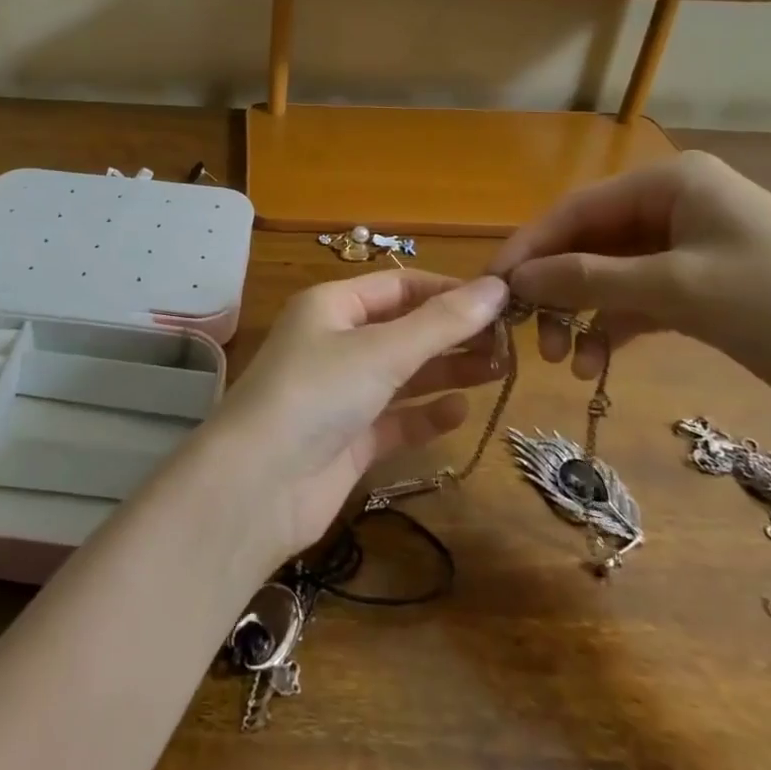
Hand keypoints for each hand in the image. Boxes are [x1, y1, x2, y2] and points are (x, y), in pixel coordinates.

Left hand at [201, 270, 508, 558]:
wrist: (259, 484)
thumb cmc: (317, 394)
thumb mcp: (382, 351)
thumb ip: (442, 323)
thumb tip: (497, 287)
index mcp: (331, 306)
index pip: (398, 285)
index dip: (448, 290)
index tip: (503, 302)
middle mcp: (334, 343)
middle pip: (403, 329)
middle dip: (453, 333)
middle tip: (511, 343)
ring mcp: (340, 393)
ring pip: (403, 374)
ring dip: (446, 371)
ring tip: (500, 370)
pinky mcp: (348, 439)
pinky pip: (395, 419)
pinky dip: (425, 415)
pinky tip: (460, 412)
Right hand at [489, 151, 770, 427]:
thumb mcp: (675, 288)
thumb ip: (586, 280)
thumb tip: (515, 279)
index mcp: (670, 183)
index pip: (575, 210)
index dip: (530, 248)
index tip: (495, 288)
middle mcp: (675, 207)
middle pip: (589, 244)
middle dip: (557, 289)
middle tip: (530, 335)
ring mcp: (690, 249)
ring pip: (609, 276)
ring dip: (582, 315)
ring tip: (564, 360)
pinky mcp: (704, 290)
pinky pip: (638, 301)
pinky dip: (613, 328)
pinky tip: (595, 362)